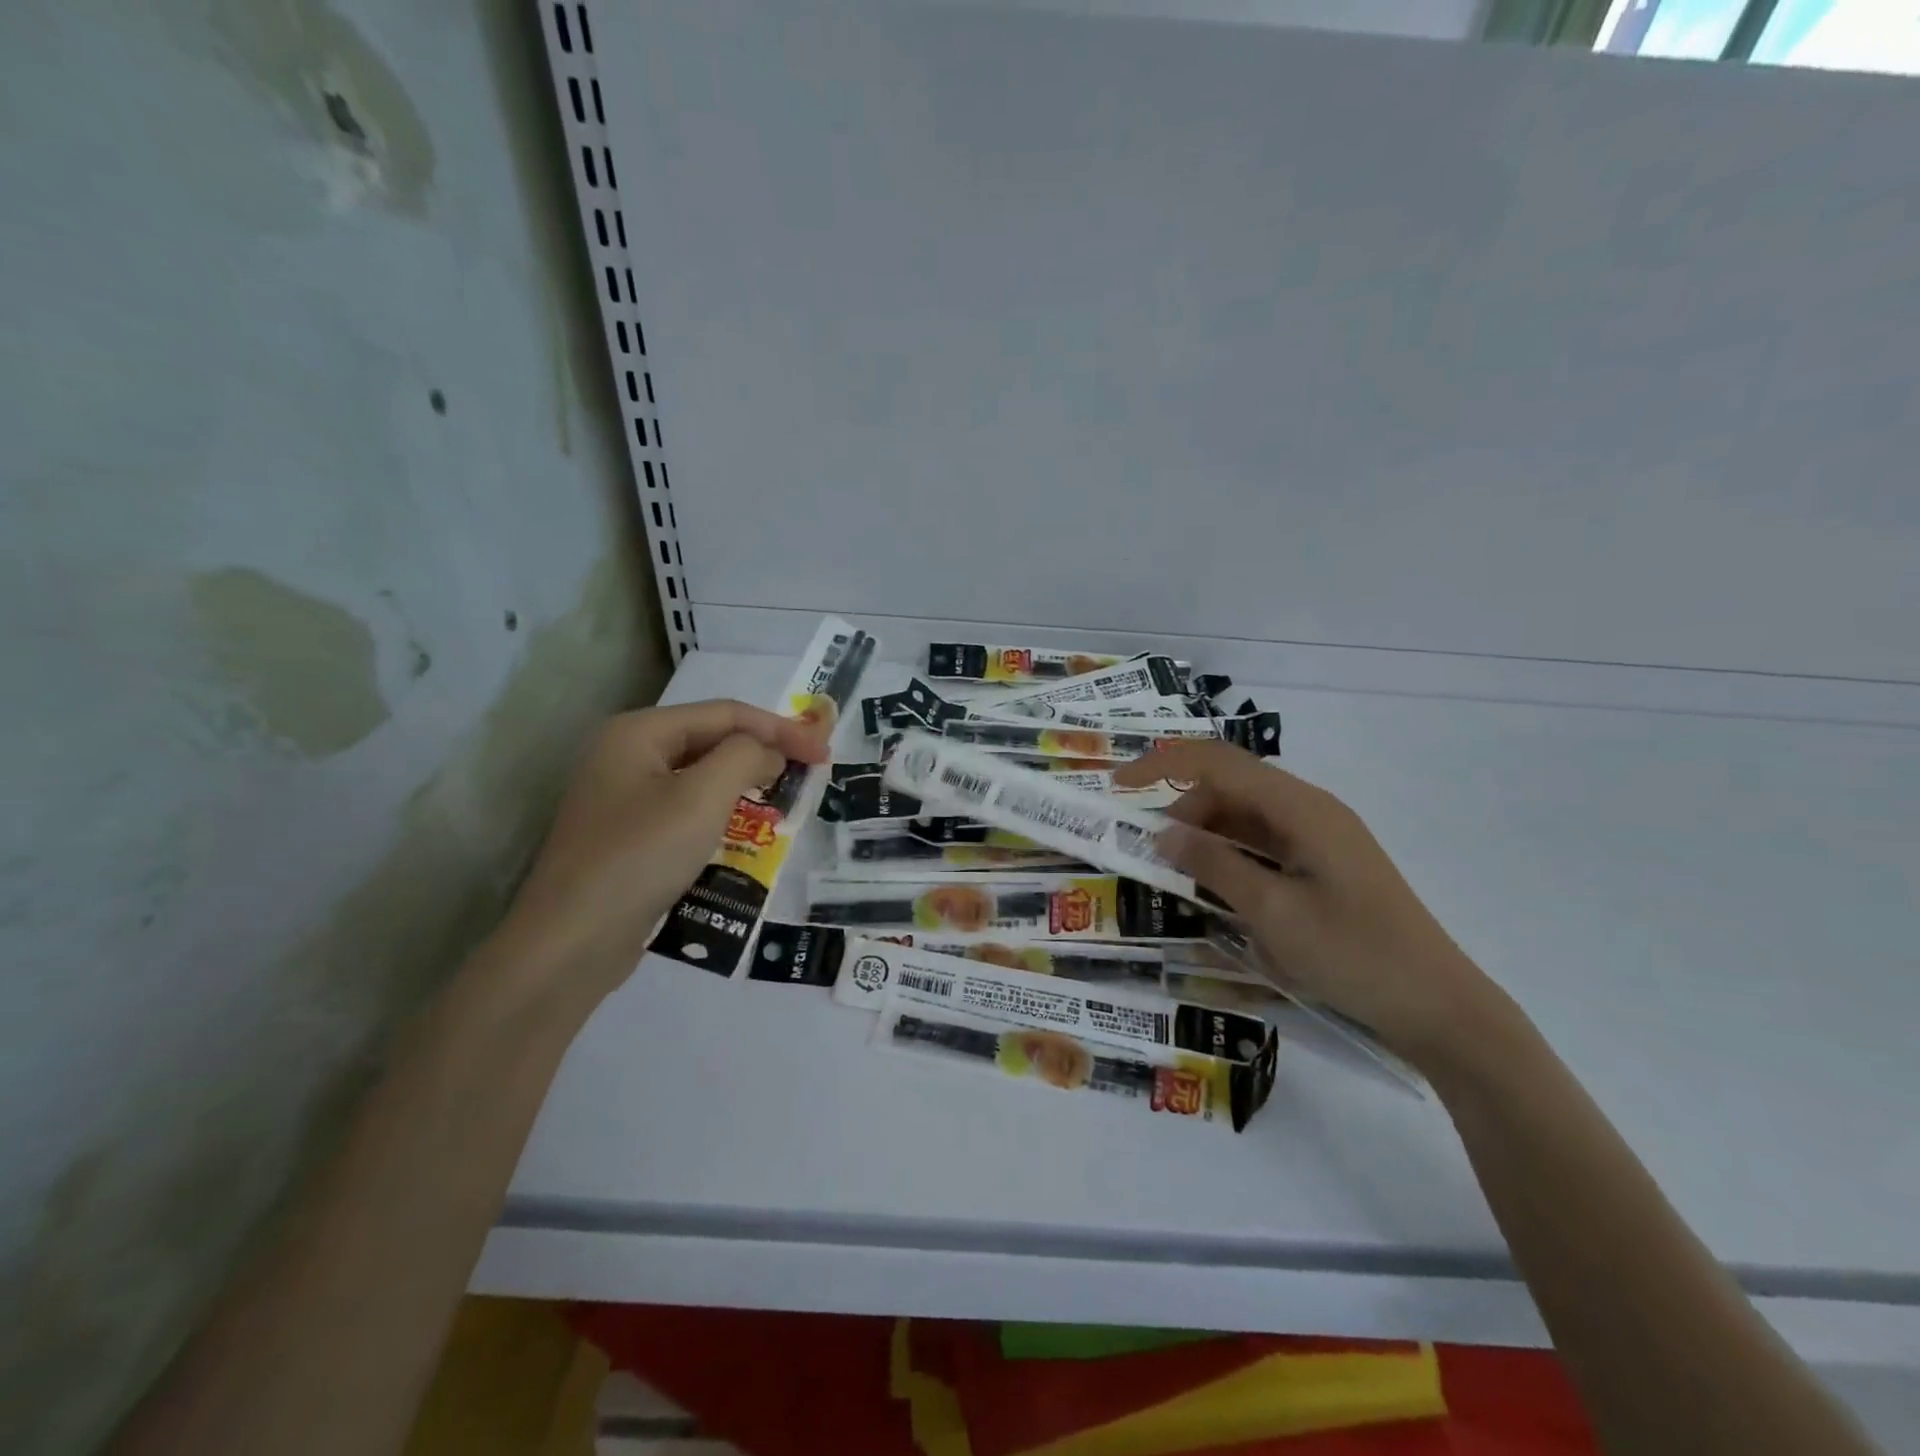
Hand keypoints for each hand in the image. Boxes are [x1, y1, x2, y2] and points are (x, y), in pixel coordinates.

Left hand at [486, 699, 827, 1011]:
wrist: (571, 942)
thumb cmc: (640, 856)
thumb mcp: (702, 797)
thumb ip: (745, 756)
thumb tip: (768, 752)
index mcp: (640, 732)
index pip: (725, 714)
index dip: (780, 729)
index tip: (823, 753)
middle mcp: (627, 754)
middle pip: (711, 740)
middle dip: (762, 752)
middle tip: (808, 773)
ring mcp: (623, 796)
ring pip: (699, 775)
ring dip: (743, 782)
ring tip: (783, 797)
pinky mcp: (628, 834)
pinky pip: (685, 807)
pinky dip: (720, 811)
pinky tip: (743, 829)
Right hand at [1114, 742, 1501, 1065]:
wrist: (1440, 1007)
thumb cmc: (1354, 955)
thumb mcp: (1272, 912)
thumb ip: (1214, 865)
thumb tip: (1162, 832)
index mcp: (1301, 808)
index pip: (1218, 762)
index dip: (1163, 764)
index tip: (1118, 786)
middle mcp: (1310, 810)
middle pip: (1231, 786)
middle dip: (1182, 807)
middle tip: (1149, 850)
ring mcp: (1320, 837)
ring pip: (1245, 815)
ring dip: (1205, 834)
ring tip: (1175, 871)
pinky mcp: (1324, 864)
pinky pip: (1264, 843)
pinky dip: (1231, 855)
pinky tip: (1214, 886)